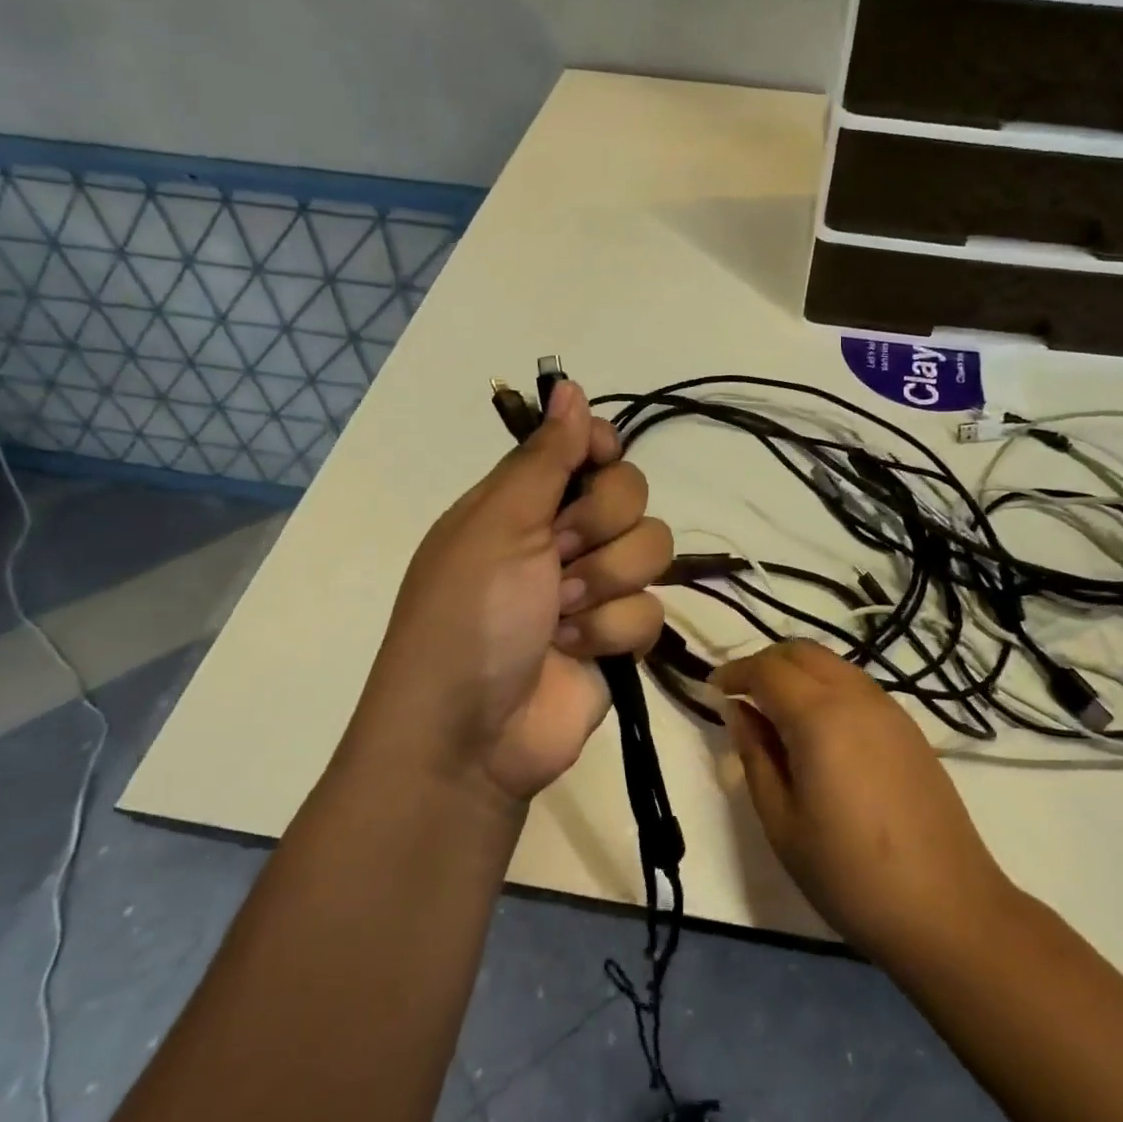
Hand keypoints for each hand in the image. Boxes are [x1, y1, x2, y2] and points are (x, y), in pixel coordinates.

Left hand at [364, 380, 671, 802]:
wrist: (470, 736)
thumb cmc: (470, 617)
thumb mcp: (498, 526)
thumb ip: (543, 457)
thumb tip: (569, 385)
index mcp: (523, 502)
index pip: (587, 448)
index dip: (600, 450)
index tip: (598, 462)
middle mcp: (561, 537)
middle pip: (631, 494)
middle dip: (599, 526)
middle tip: (558, 557)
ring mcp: (593, 588)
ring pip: (651, 549)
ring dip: (606, 584)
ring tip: (561, 616)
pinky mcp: (617, 636)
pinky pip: (651, 611)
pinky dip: (611, 632)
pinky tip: (575, 652)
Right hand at [715, 641, 1014, 964]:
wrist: (947, 909)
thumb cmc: (849, 874)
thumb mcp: (782, 822)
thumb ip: (755, 755)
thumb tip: (738, 711)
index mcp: (820, 717)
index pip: (767, 670)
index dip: (734, 673)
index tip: (712, 690)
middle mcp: (856, 697)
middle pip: (801, 652)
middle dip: (764, 663)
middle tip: (741, 696)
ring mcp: (889, 709)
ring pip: (832, 663)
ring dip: (797, 673)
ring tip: (775, 712)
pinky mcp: (908, 727)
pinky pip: (856, 685)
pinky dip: (825, 687)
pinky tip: (817, 730)